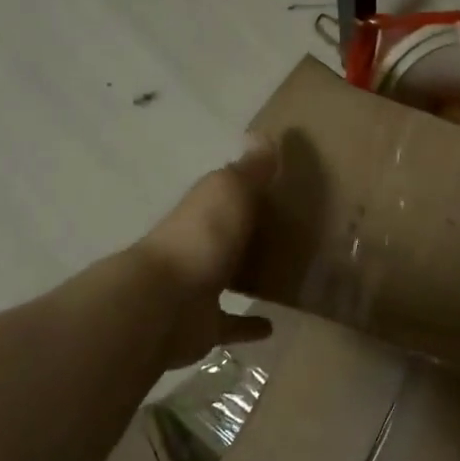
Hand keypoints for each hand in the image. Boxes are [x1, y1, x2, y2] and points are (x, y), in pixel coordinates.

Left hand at [136, 134, 278, 367]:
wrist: (164, 304)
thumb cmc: (202, 238)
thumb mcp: (229, 191)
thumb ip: (250, 169)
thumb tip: (264, 135)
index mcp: (203, 211)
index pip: (228, 194)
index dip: (251, 188)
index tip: (283, 186)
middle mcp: (198, 246)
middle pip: (229, 236)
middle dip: (251, 233)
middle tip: (295, 232)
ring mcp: (198, 288)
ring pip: (228, 278)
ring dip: (249, 276)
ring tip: (289, 274)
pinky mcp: (204, 326)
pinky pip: (231, 323)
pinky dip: (249, 325)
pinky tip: (273, 325)